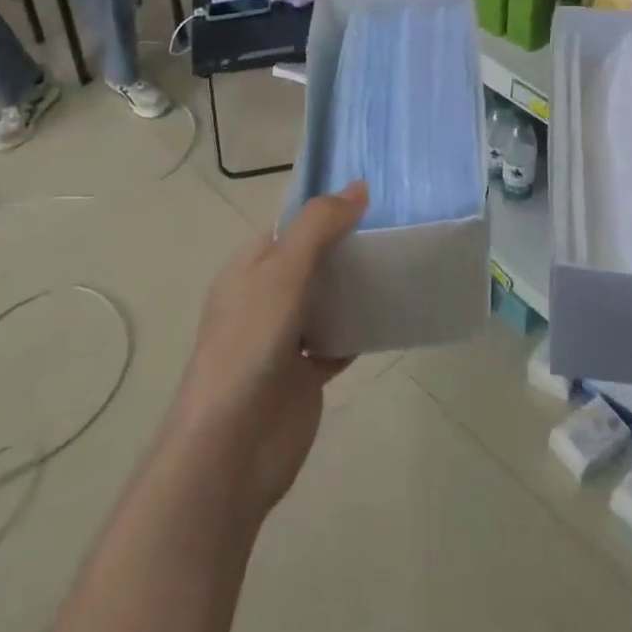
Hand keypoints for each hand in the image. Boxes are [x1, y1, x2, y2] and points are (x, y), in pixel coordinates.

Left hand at [168, 182, 365, 517]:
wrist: (233, 444)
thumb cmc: (250, 343)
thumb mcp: (283, 271)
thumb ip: (319, 226)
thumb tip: (358, 188)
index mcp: (249, 268)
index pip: (291, 228)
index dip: (326, 213)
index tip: (373, 203)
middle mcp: (264, 299)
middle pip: (312, 263)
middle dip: (346, 250)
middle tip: (395, 235)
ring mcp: (283, 339)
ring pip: (326, 302)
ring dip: (355, 291)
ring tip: (399, 269)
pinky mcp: (303, 375)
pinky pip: (337, 342)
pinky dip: (359, 332)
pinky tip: (389, 320)